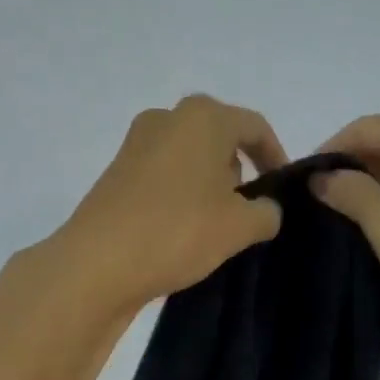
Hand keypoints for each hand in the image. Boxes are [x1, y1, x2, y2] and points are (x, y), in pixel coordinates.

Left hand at [47, 95, 288, 311]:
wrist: (97, 263)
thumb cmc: (177, 231)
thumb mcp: (239, 227)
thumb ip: (266, 212)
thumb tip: (266, 209)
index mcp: (202, 117)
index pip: (254, 127)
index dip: (275, 156)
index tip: (283, 189)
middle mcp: (166, 118)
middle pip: (218, 137)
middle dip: (238, 169)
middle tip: (248, 209)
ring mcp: (135, 144)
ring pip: (188, 156)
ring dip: (208, 183)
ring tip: (215, 224)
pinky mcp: (116, 172)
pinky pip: (163, 174)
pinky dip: (180, 192)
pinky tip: (182, 228)